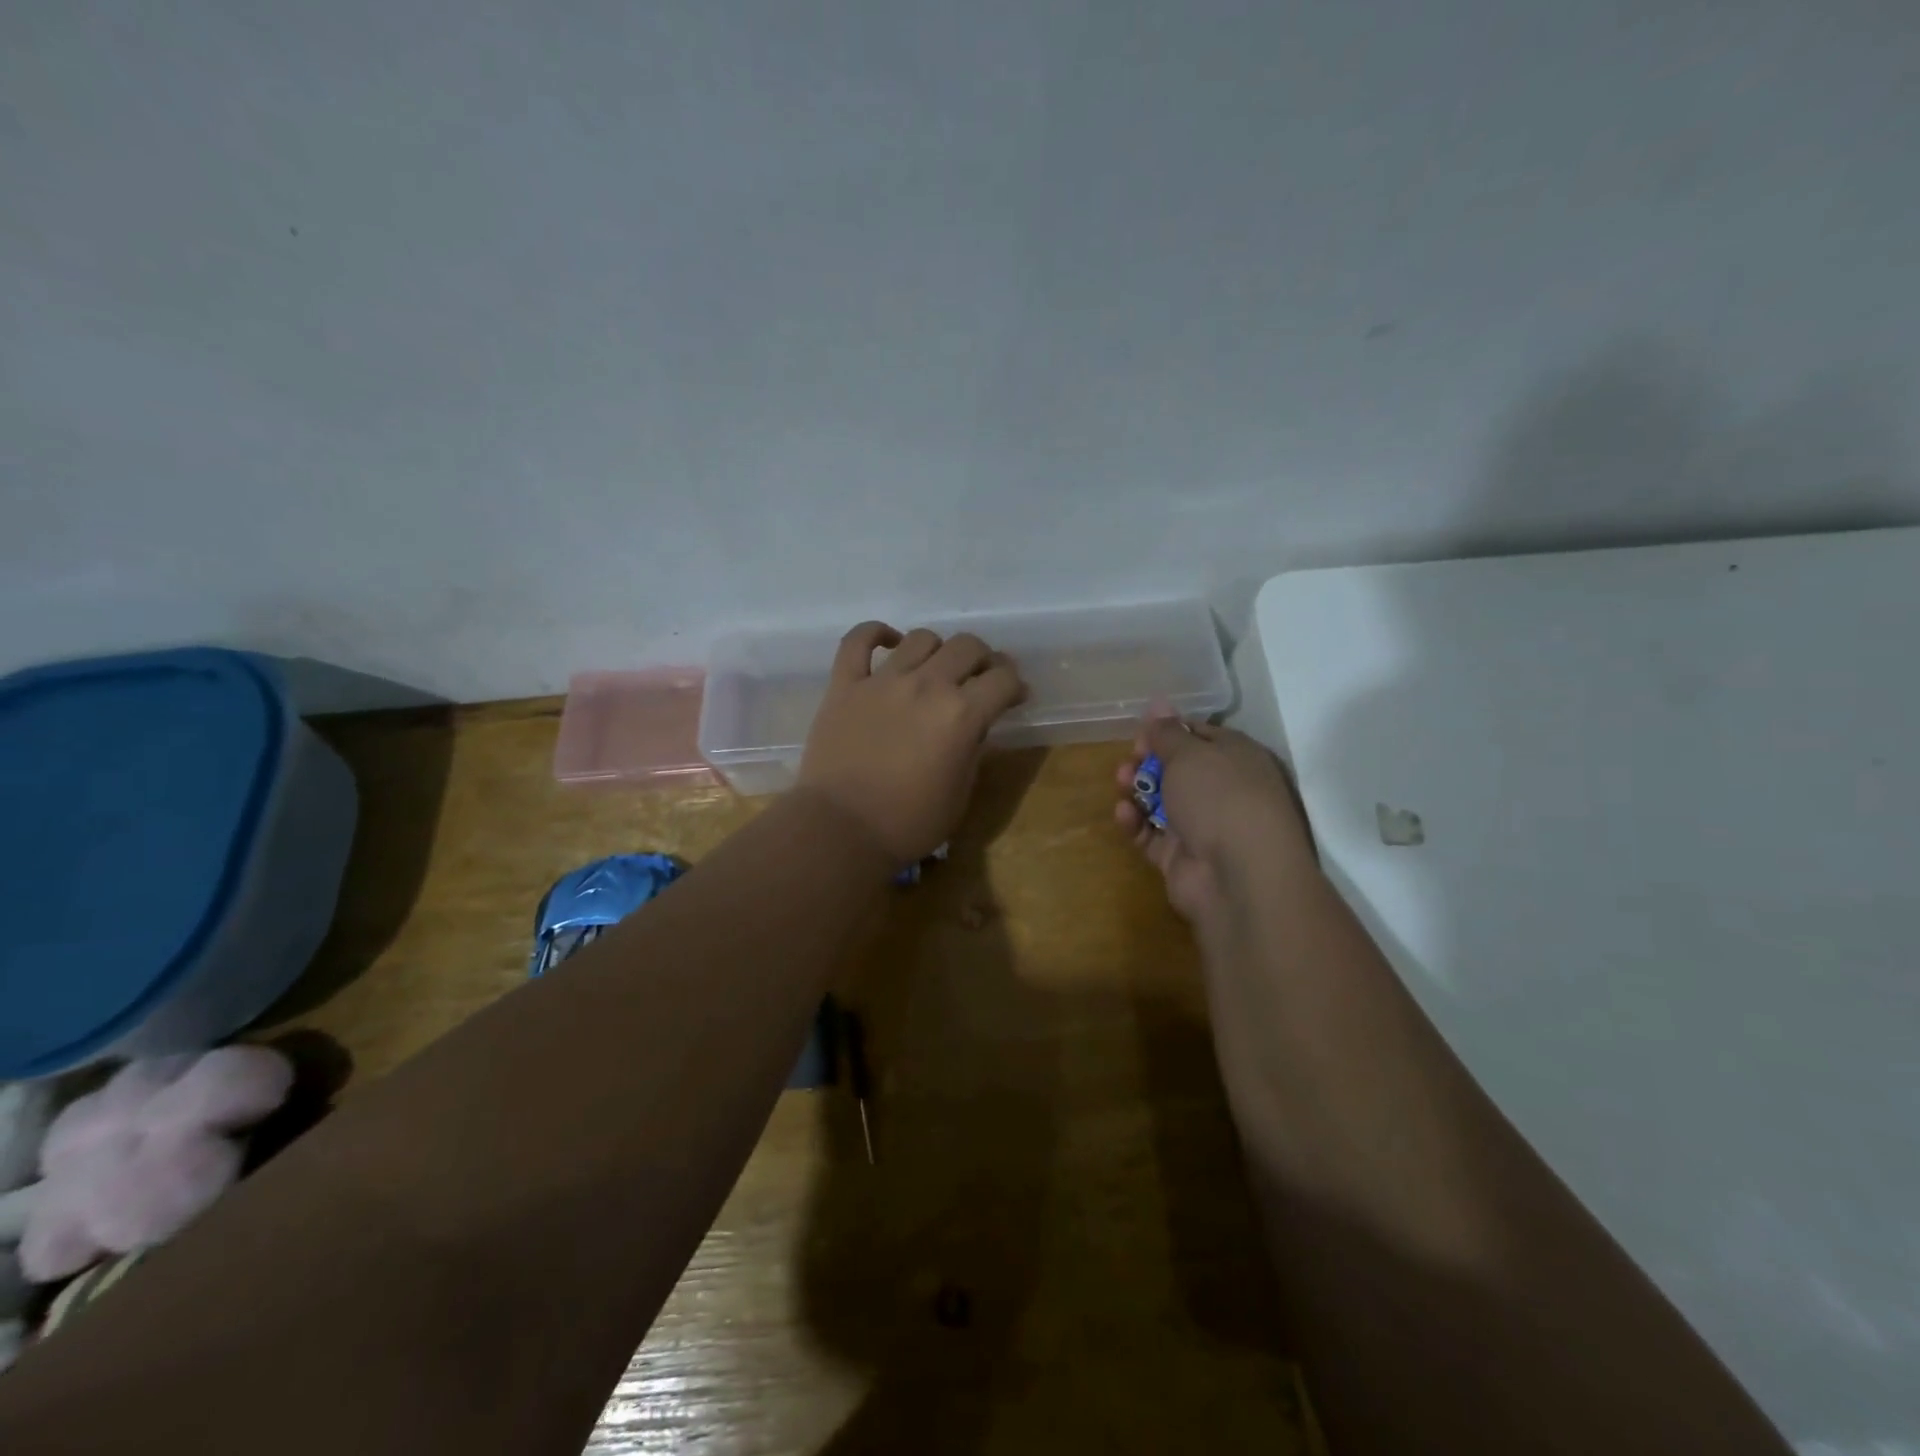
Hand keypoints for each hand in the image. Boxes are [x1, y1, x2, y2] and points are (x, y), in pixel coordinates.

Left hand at [799, 622, 1026, 862]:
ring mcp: (881, 681)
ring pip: (921, 638)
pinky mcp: (844, 685)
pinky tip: (889, 642)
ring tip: (935, 669)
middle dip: (983, 660)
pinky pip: (857, 641)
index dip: (1015, 685)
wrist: (840, 830)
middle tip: (979, 680)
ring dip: (938, 650)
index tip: (1014, 697)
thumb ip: (973, 750)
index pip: (1003, 680)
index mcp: (961, 715)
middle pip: (967, 646)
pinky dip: (875, 634)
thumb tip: (975, 725)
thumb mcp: (960, 794)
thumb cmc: (908, 823)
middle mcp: (926, 686)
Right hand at [1115, 710, 1316, 923]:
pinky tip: (1123, 814)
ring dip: (1138, 790)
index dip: (1169, 731)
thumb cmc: (1220, 798)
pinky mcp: (1183, 858)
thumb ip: (1167, 732)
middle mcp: (1225, 791)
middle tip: (1129, 760)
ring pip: (1163, 802)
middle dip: (1148, 762)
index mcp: (1238, 758)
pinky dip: (1137, 823)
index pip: (1201, 736)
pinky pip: (1153, 835)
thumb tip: (1158, 703)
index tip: (1141, 732)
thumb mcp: (1190, 753)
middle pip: (1179, 769)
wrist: (1239, 876)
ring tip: (1120, 783)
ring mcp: (1205, 827)